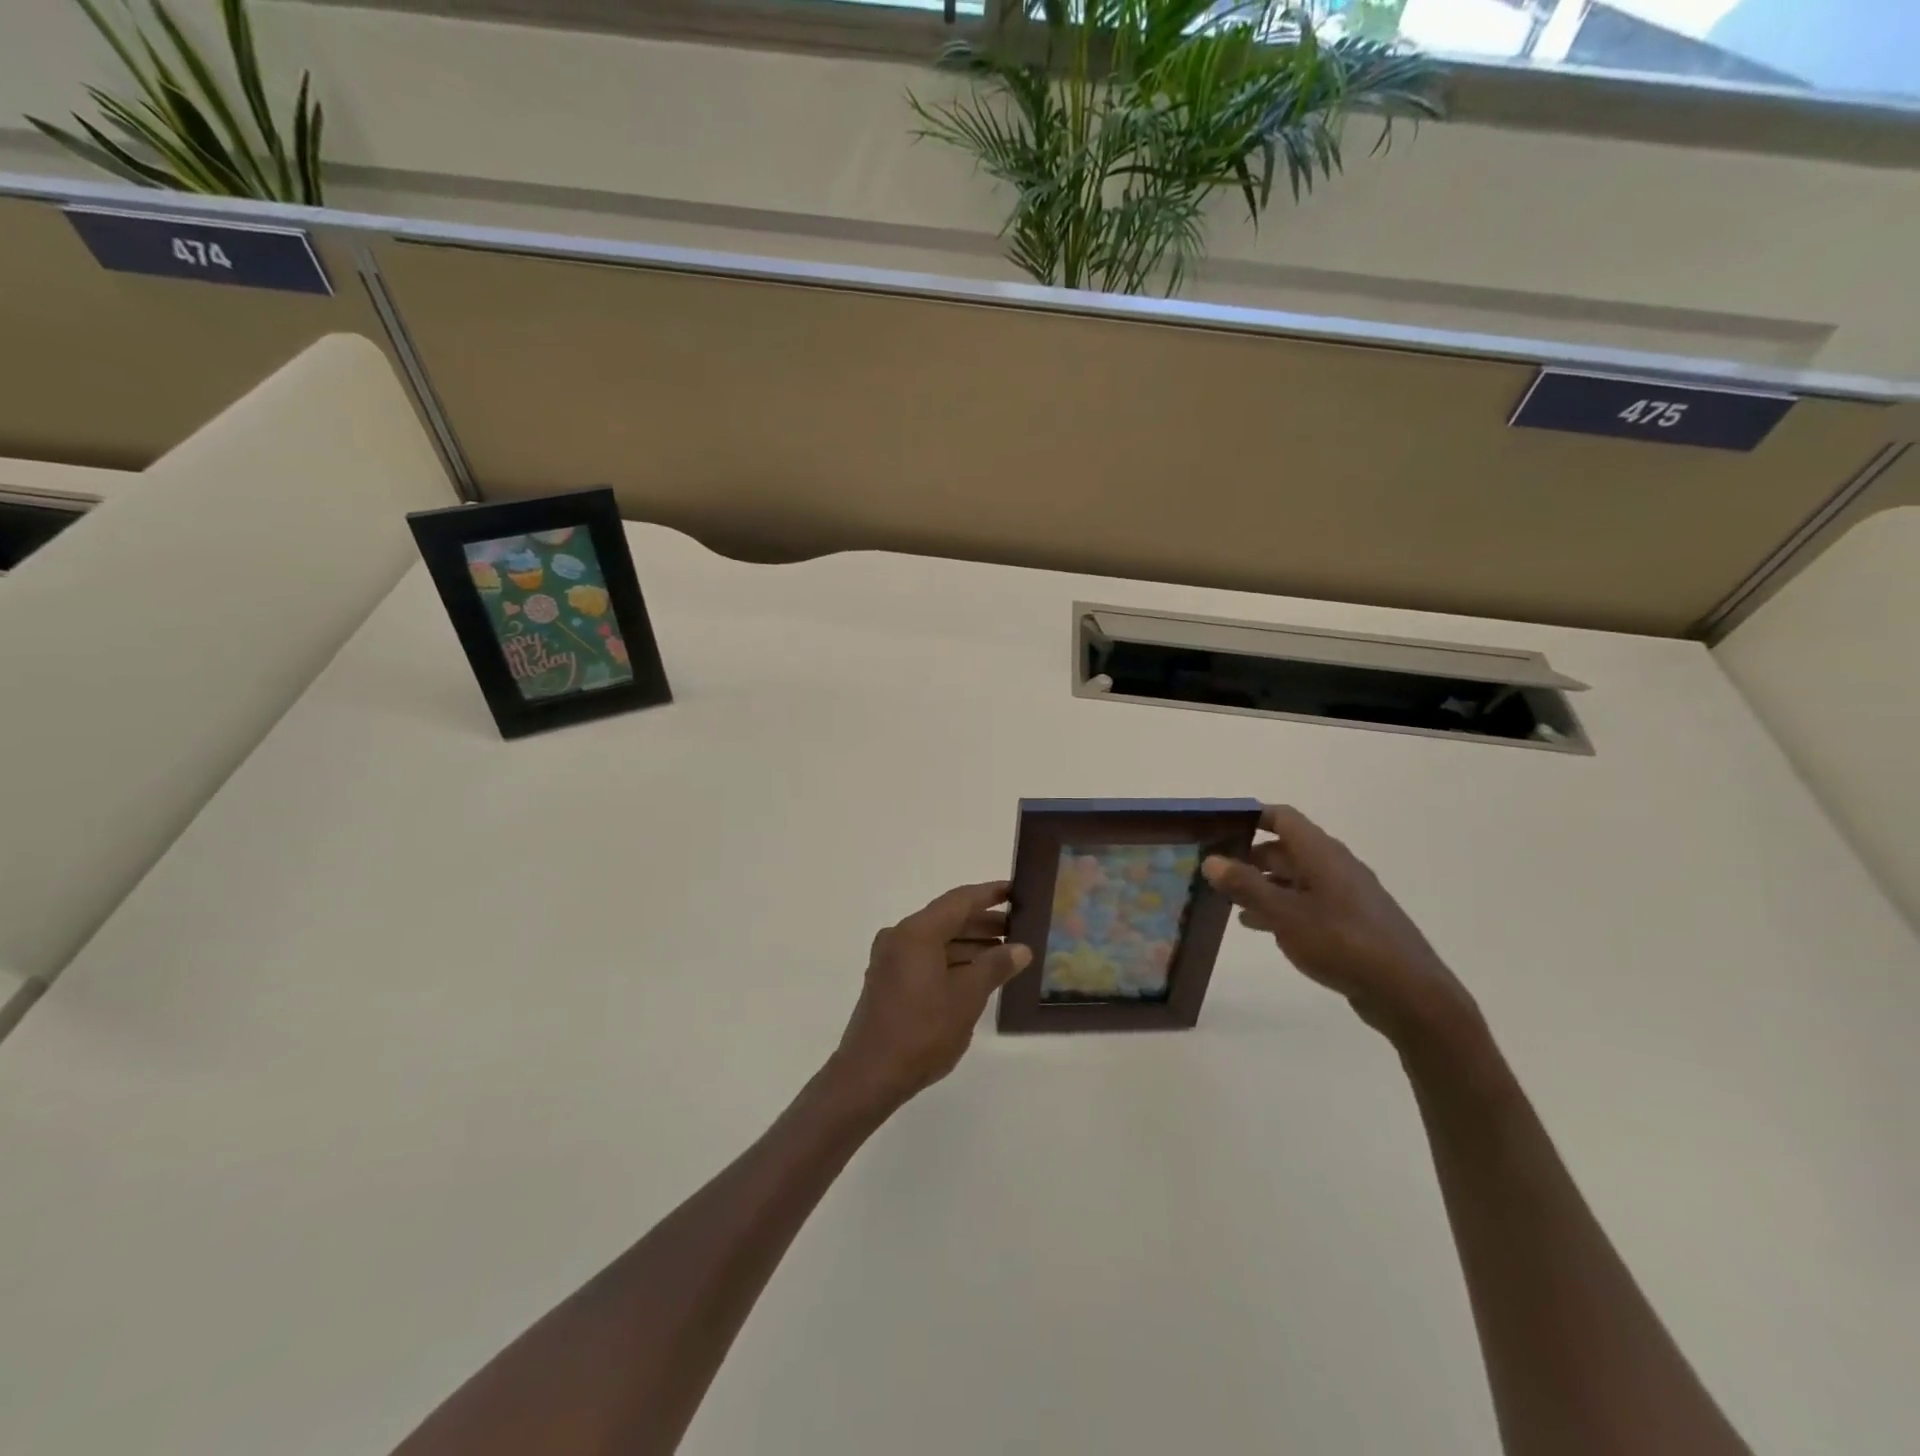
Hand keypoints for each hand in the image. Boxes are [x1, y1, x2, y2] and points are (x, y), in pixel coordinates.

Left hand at [829, 881, 1031, 1114]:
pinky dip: (951, 959)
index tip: (1016, 891)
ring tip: (1004, 952)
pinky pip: (925, 957)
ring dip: (969, 943)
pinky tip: (976, 973)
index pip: (959, 901)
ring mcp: (890, 959)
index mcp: (917, 932)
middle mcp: (899, 937)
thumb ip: (995, 966)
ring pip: (937, 940)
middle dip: (983, 922)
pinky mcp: (888, 980)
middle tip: (1019, 926)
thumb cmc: (922, 1031)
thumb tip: (1021, 947)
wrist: (870, 1075)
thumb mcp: (967, 997)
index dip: (990, 894)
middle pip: (947, 918)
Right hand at [1202, 806, 1474, 1045]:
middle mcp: (1335, 866)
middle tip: (1214, 869)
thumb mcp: (1285, 914)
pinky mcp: (1350, 922)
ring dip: (1262, 884)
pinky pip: (1307, 903)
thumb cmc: (1343, 943)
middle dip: (1249, 856)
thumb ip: (1246, 885)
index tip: (1218, 827)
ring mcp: (1345, 895)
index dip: (1251, 817)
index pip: (1283, 818)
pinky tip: (1258, 925)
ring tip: (1227, 899)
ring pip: (1295, 878)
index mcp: (1322, 854)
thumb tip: (1211, 859)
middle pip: (1286, 849)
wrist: (1409, 993)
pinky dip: (1280, 907)